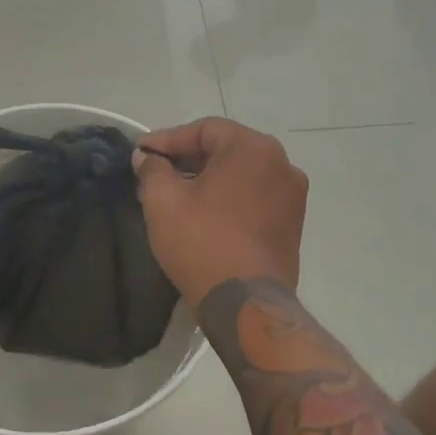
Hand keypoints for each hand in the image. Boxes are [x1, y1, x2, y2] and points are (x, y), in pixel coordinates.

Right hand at [132, 118, 306, 303]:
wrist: (247, 304)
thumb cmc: (203, 243)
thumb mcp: (163, 201)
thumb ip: (152, 170)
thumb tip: (147, 157)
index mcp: (253, 148)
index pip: (204, 130)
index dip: (168, 140)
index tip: (141, 153)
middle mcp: (282, 163)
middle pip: (226, 149)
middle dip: (188, 158)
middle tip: (156, 171)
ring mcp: (293, 195)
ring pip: (242, 173)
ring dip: (209, 178)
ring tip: (177, 193)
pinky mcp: (293, 223)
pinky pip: (256, 196)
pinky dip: (229, 197)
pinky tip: (205, 213)